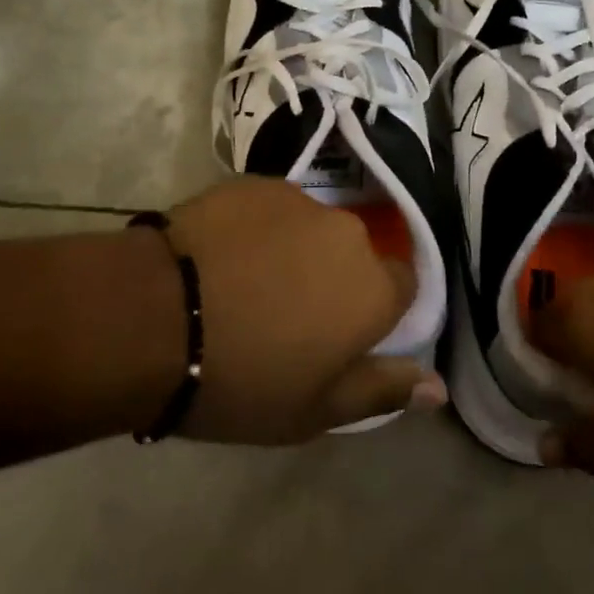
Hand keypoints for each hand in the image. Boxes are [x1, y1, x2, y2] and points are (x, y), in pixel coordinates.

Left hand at [161, 177, 445, 443]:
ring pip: (312, 229)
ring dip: (294, 252)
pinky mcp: (255, 183)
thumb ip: (383, 390)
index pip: (404, 286)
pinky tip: (220, 256)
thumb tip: (438, 386)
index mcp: (374, 288)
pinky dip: (257, 230)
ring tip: (245, 285)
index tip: (342, 334)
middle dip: (332, 279)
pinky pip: (272, 209)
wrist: (155, 316)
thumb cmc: (241, 378)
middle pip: (354, 254)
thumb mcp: (315, 410)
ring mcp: (299, 200)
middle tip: (286, 316)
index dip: (377, 310)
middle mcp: (347, 233)